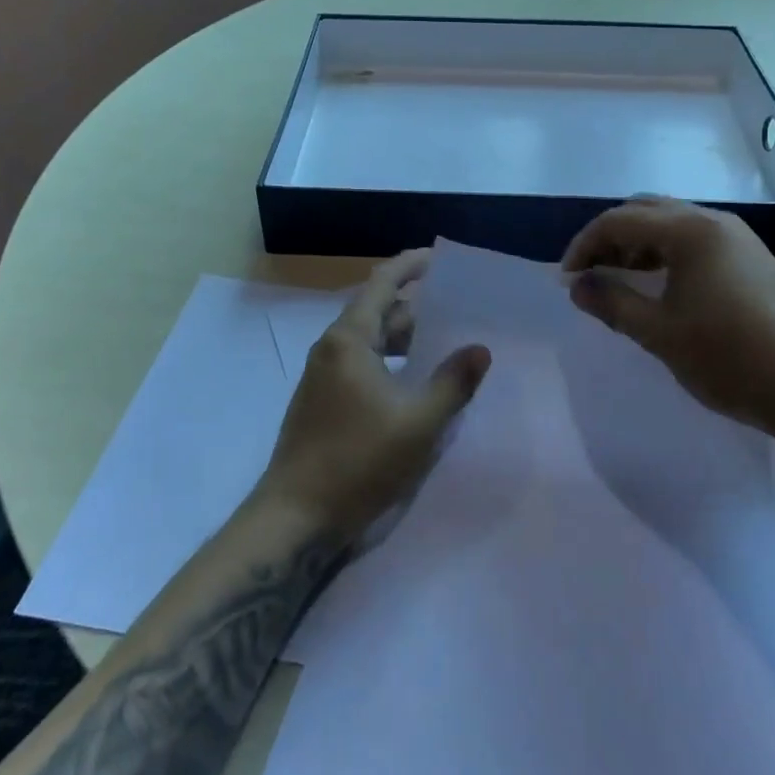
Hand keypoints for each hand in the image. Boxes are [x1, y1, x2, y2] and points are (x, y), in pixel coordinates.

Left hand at [257, 249, 490, 543]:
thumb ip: (452, 383)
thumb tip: (480, 349)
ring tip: (442, 342)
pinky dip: (389, 360)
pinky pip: (361, 363)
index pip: (382, 283)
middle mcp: (332, 348)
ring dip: (403, 337)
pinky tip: (413, 381)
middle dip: (415, 306)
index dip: (410, 265)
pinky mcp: (322, 401)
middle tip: (456, 308)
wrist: (294, 517)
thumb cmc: (357, 462)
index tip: (438, 257)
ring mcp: (323, 376)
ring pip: (370, 341)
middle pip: (377, 311)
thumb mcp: (418, 424)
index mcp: (349, 340)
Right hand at [561, 197, 774, 442]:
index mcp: (688, 230)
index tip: (566, 278)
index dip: (585, 244)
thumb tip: (576, 286)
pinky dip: (667, 253)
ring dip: (639, 243)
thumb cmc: (730, 357)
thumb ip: (612, 303)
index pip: (619, 220)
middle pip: (646, 211)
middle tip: (591, 272)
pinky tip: (663, 285)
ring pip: (673, 223)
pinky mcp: (753, 258)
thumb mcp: (660, 333)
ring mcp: (738, 238)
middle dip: (611, 236)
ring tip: (620, 278)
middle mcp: (713, 221)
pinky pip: (696, 239)